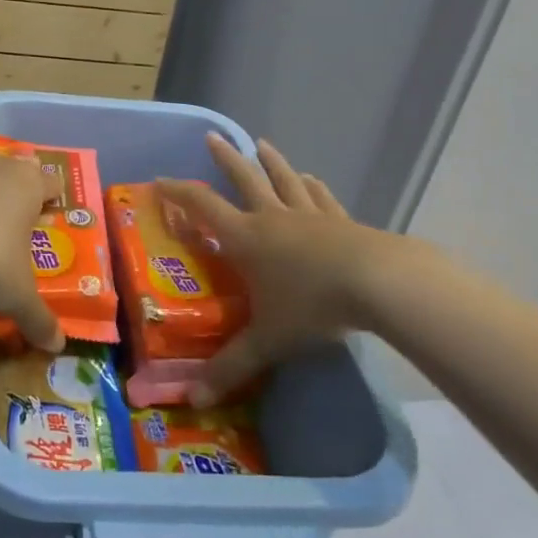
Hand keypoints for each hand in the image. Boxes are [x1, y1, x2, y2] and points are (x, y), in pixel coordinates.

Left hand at [0, 125, 62, 351]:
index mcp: (30, 189)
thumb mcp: (19, 297)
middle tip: (18, 179)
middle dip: (20, 167)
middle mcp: (0, 166)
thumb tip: (58, 347)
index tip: (52, 202)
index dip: (53, 192)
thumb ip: (39, 320)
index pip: (50, 183)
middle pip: (16, 159)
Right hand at [158, 133, 448, 403]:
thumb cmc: (311, 306)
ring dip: (271, 163)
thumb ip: (230, 367)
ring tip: (262, 144)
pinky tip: (312, 179)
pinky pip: (321, 198)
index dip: (178, 192)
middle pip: (244, 179)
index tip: (160, 181)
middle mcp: (272, 218)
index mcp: (245, 238)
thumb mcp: (267, 341)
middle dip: (225, 159)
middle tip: (212, 137)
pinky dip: (312, 187)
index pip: (202, 206)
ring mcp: (309, 216)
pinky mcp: (341, 221)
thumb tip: (193, 399)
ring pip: (284, 181)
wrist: (377, 283)